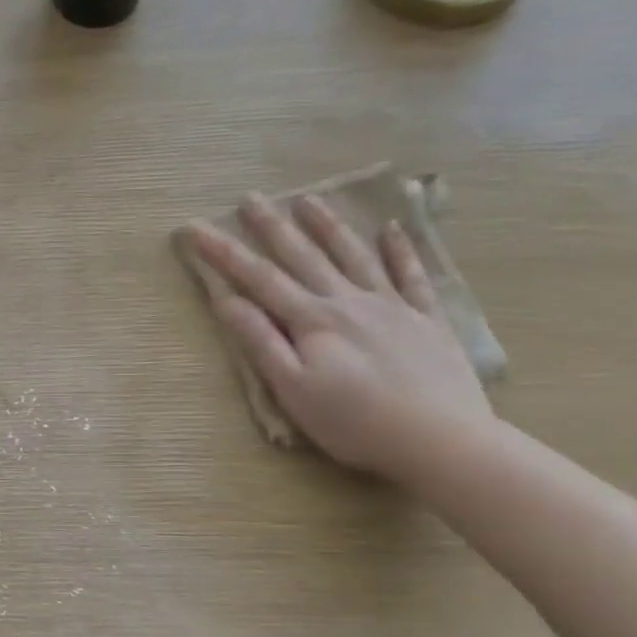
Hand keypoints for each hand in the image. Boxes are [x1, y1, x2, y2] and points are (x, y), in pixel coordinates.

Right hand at [190, 193, 493, 477]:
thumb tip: (227, 300)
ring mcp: (392, 307)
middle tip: (251, 198)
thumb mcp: (293, 389)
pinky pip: (411, 276)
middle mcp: (349, 301)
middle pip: (304, 256)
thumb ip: (261, 341)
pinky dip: (400, 250)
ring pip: (354, 256)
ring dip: (329, 227)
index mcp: (312, 321)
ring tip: (309, 199)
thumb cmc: (354, 422)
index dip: (224, 253)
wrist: (440, 439)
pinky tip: (393, 230)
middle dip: (273, 227)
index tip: (196, 228)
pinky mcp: (427, 320)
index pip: (258, 278)